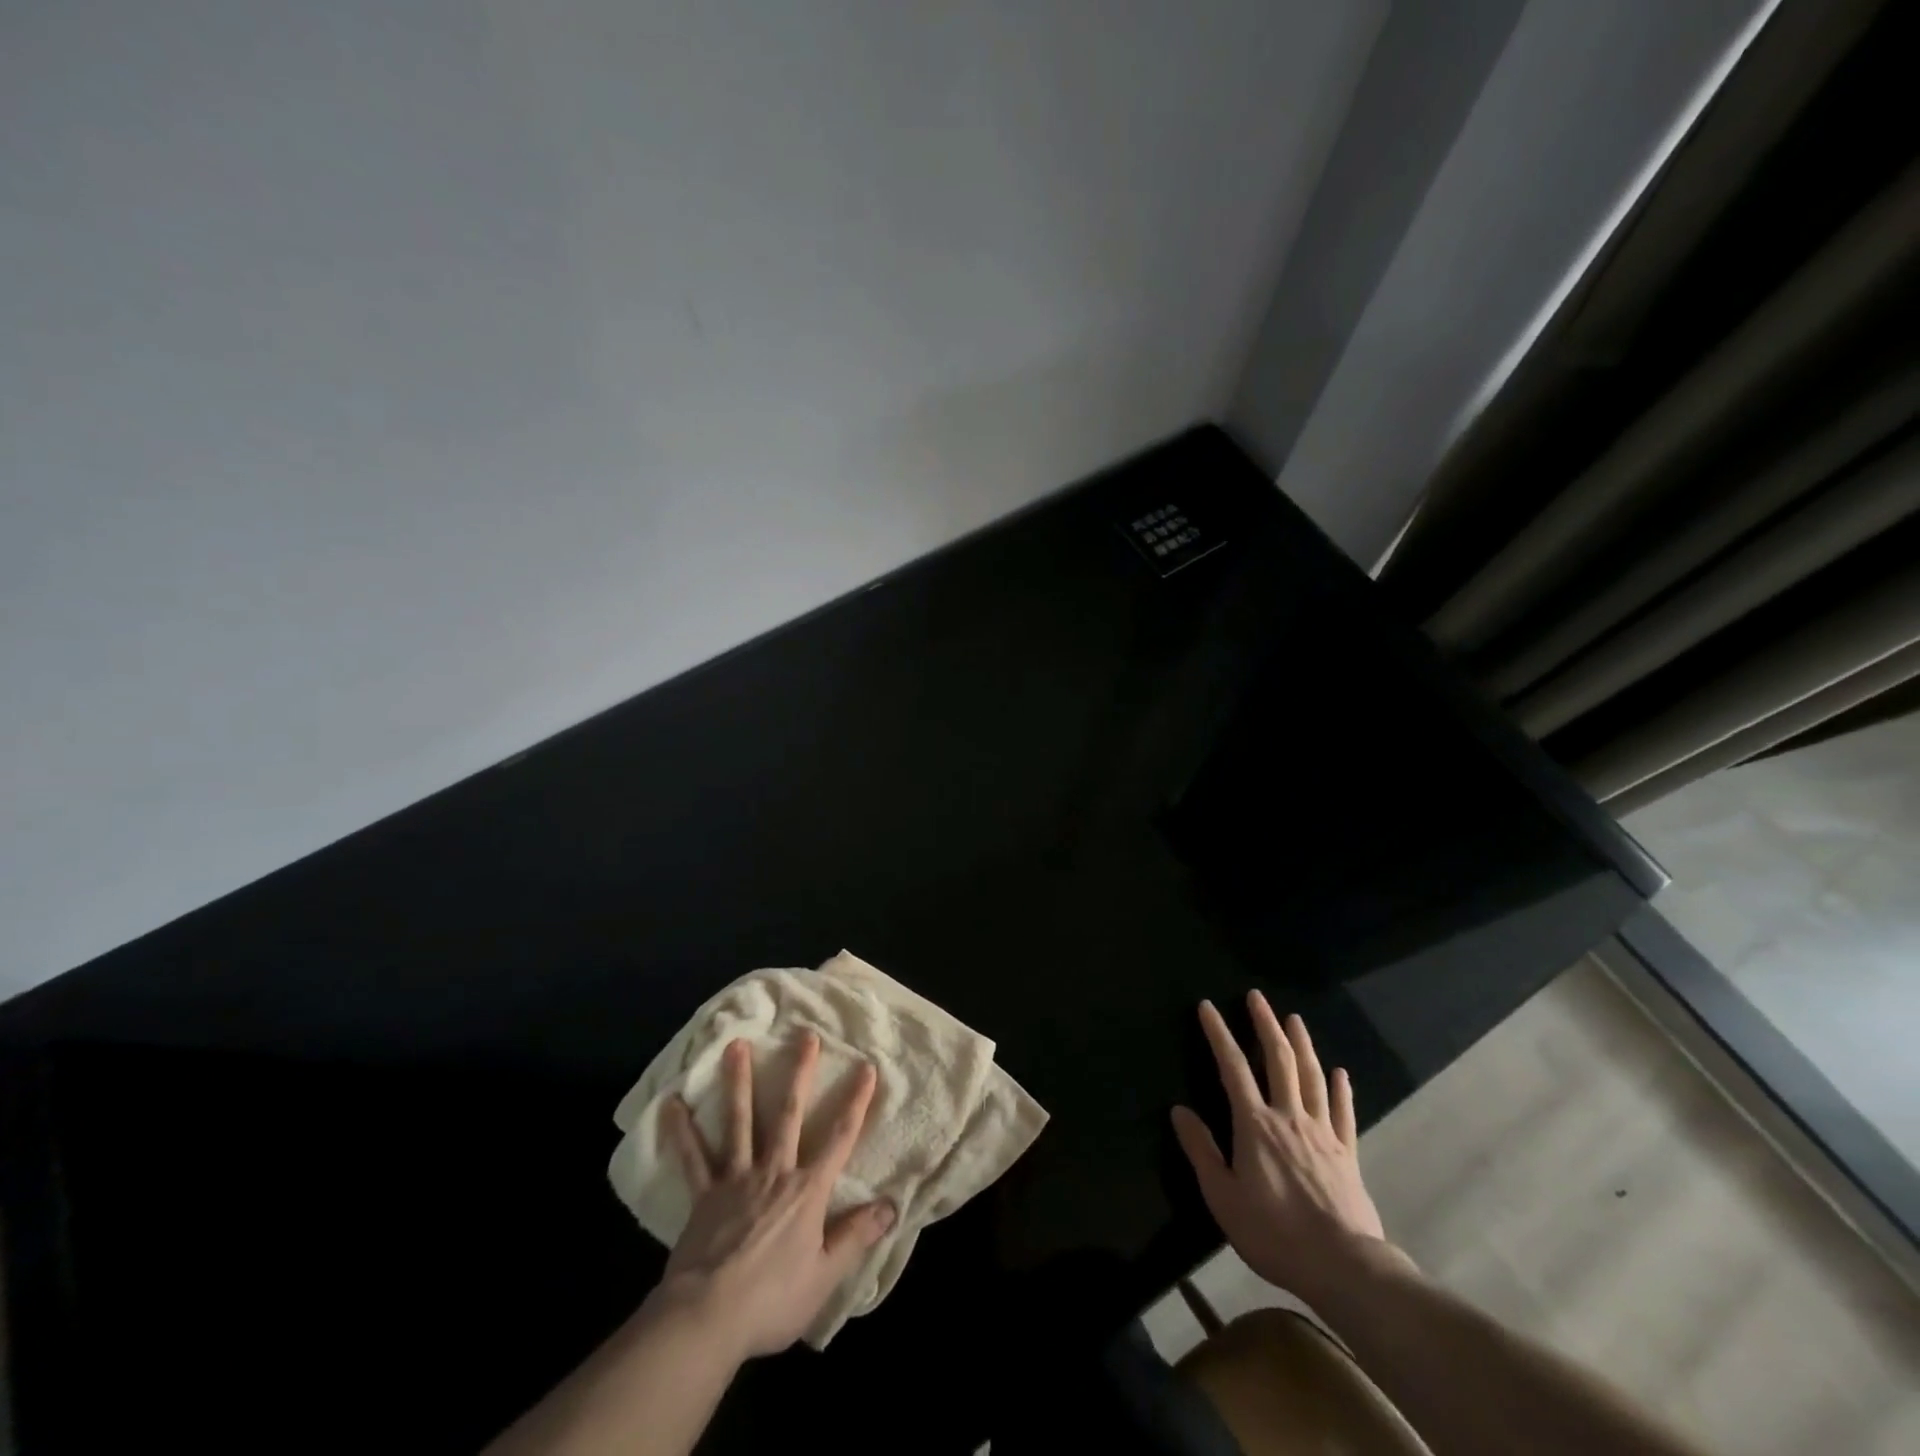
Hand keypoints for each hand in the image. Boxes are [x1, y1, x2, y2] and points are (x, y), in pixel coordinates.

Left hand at [654, 1033, 894, 1358]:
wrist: (707, 1318)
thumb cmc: (771, 1301)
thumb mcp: (824, 1276)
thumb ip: (856, 1236)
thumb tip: (891, 1205)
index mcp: (807, 1191)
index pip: (840, 1138)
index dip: (856, 1102)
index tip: (866, 1067)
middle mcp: (774, 1172)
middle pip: (789, 1114)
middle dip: (800, 1073)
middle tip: (805, 1035)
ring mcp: (736, 1179)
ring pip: (740, 1121)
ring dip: (739, 1082)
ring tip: (736, 1045)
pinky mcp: (704, 1196)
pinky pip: (692, 1158)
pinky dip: (681, 1131)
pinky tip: (670, 1104)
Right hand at [1171, 993, 1409, 1300]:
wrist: (1344, 1266)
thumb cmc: (1274, 1232)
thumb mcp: (1223, 1197)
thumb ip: (1201, 1150)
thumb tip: (1179, 1110)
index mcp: (1255, 1125)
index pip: (1232, 1067)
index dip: (1219, 1034)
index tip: (1208, 1006)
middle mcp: (1289, 1117)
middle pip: (1278, 1060)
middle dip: (1265, 1024)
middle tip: (1257, 997)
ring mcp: (1323, 1133)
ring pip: (1312, 1077)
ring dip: (1301, 1044)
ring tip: (1294, 1019)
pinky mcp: (1348, 1153)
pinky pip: (1344, 1112)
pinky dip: (1341, 1089)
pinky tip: (1340, 1072)